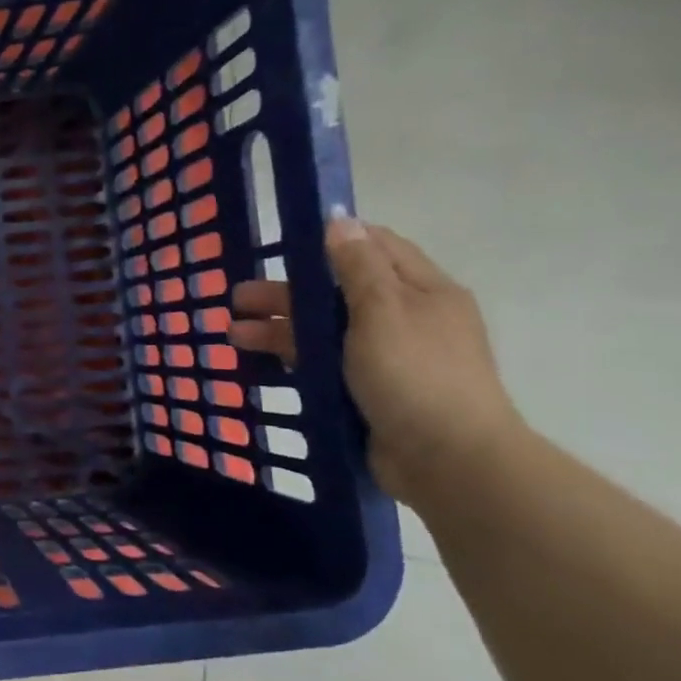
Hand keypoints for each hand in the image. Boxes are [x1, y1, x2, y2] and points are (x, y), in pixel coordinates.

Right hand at [230, 218, 522, 500]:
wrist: (447, 461)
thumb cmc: (415, 375)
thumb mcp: (383, 311)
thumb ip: (357, 266)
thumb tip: (339, 219)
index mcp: (421, 291)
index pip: (375, 248)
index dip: (331, 241)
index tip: (283, 244)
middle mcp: (405, 318)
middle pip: (338, 292)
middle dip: (287, 292)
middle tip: (237, 299)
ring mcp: (386, 358)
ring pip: (325, 331)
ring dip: (279, 328)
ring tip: (233, 335)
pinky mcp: (369, 391)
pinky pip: (324, 365)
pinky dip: (292, 359)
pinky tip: (258, 362)